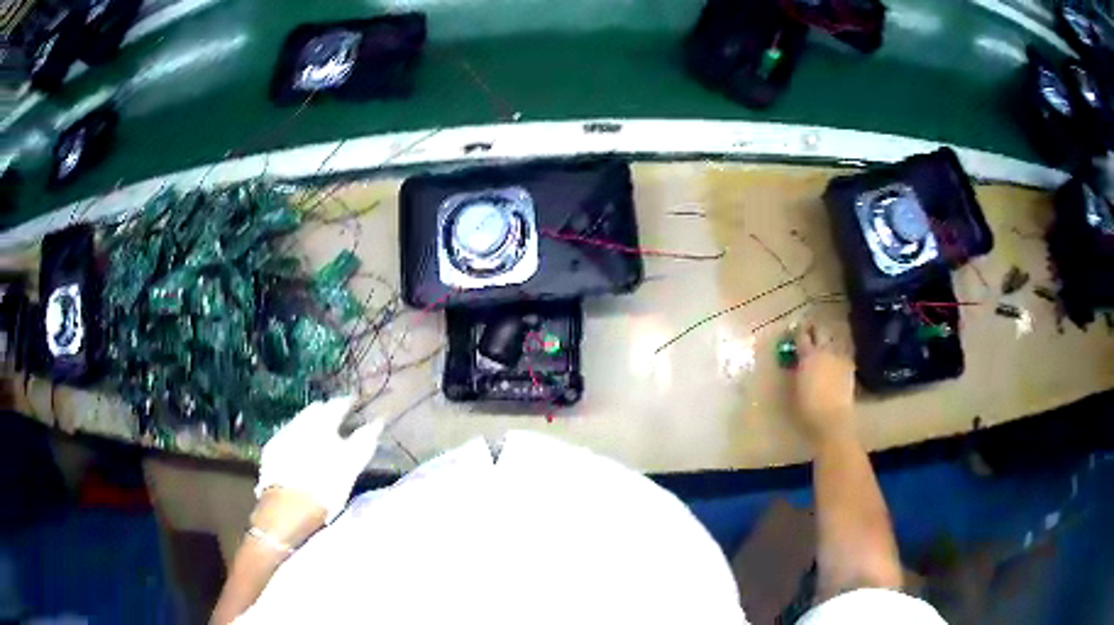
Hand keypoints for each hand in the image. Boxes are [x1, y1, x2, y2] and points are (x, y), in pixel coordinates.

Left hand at [255, 396, 383, 535]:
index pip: (338, 405)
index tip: (354, 404)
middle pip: (317, 410)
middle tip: (337, 423)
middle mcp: (301, 422)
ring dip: (311, 425)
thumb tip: (376, 423)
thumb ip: (363, 443)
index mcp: (322, 423)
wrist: (287, 506)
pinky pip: (288, 435)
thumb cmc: (325, 487)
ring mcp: (284, 434)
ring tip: (320, 438)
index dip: (347, 404)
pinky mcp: (272, 448)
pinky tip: (301, 452)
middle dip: (327, 413)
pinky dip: (297, 439)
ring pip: (301, 421)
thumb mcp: (351, 467)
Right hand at [789, 322, 855, 447]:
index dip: (799, 331)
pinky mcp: (849, 367)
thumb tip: (799, 361)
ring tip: (825, 343)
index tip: (797, 328)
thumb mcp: (796, 386)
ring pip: (834, 341)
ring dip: (829, 340)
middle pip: (821, 332)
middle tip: (811, 329)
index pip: (802, 336)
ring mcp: (839, 358)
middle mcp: (825, 352)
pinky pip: (843, 354)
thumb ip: (798, 370)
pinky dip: (839, 353)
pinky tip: (836, 359)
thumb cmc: (808, 407)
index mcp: (808, 356)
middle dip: (815, 330)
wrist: (832, 418)